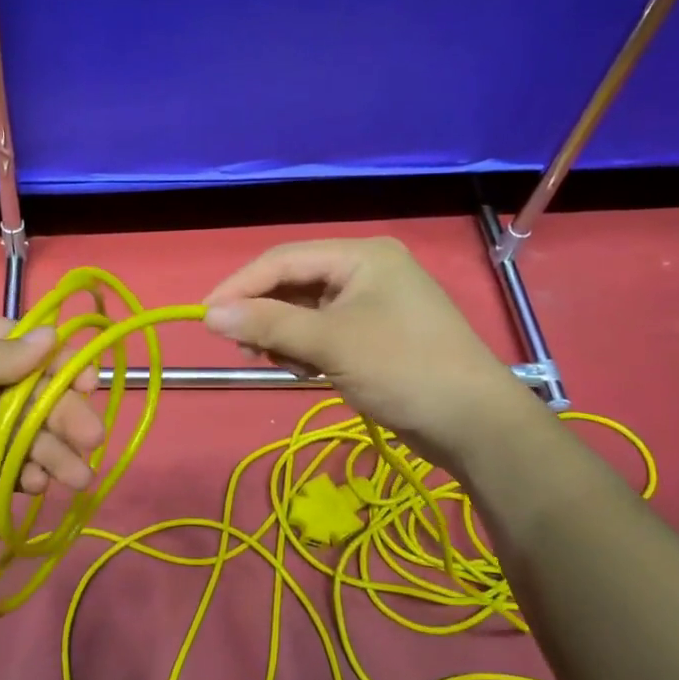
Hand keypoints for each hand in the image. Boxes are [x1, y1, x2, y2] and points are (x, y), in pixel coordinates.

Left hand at [0, 315, 103, 569]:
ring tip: (77, 477)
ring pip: (19, 431)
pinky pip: (2, 466)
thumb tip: (52, 336)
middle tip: (91, 439)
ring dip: (52, 449)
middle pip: (24, 389)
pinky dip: (25, 474)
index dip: (54, 360)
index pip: (11, 341)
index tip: (89, 382)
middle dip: (61, 412)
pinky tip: (38, 486)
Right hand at [202, 238, 525, 458]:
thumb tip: (209, 315)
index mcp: (361, 256)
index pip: (284, 259)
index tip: (205, 315)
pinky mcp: (374, 335)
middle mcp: (365, 271)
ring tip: (277, 361)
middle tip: (240, 345)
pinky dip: (305, 348)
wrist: (473, 423)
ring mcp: (372, 304)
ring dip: (283, 334)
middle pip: (294, 282)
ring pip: (306, 310)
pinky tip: (303, 370)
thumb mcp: (330, 343)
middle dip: (263, 313)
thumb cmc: (403, 369)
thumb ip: (268, 324)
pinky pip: (323, 331)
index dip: (241, 285)